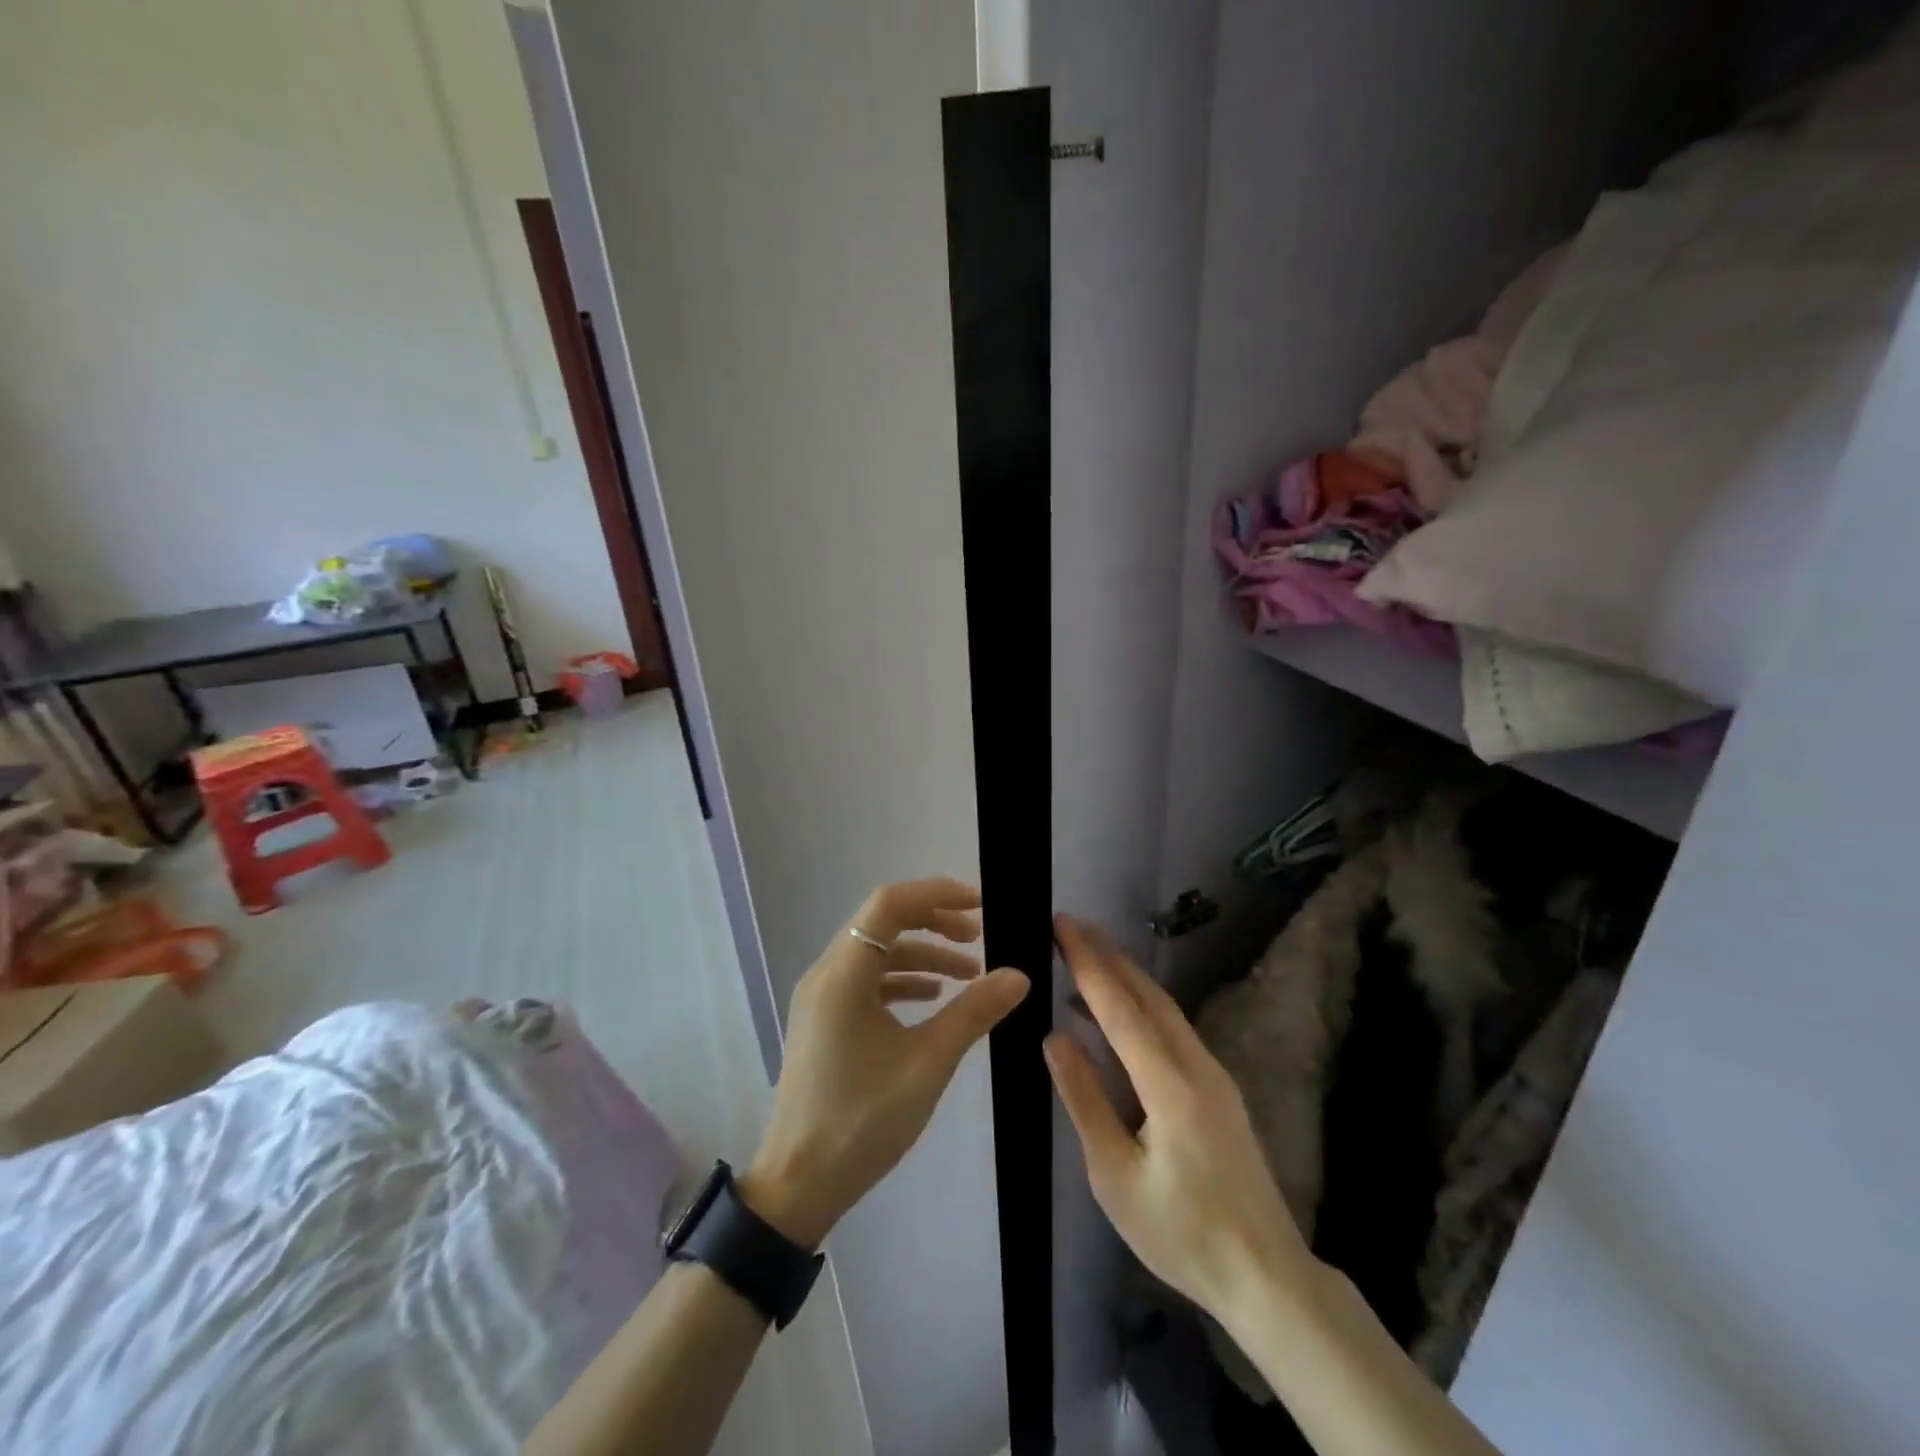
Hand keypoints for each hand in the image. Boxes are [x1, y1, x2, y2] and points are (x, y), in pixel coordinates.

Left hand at [741, 878, 1029, 1248]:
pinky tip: (933, 997)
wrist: (799, 1185)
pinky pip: (866, 980)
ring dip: (922, 953)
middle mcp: (826, 973)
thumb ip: (973, 1012)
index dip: (936, 894)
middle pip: (881, 922)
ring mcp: (821, 997)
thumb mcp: (927, 1063)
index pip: (889, 904)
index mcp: (843, 974)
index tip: (980, 906)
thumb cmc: (863, 1120)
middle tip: (978, 938)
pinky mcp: (823, 1019)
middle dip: (933, 921)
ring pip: (875, 951)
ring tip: (968, 972)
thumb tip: (1019, 975)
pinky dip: (902, 979)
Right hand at [1046, 916, 1317, 1325]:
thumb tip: (1054, 1037)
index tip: (1062, 924)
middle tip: (1071, 927)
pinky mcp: (1220, 1091)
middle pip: (1148, 995)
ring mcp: (1214, 1076)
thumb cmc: (1181, 1233)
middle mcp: (1197, 1066)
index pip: (1119, 1008)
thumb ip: (1085, 1100)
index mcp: (1170, 1085)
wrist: (1266, 1277)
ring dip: (1126, 979)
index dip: (1088, 963)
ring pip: (1165, 1010)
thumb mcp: (1115, 1177)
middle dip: (1108, 956)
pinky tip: (1117, 1020)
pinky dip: (1141, 1009)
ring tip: (1086, 959)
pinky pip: (1174, 1031)